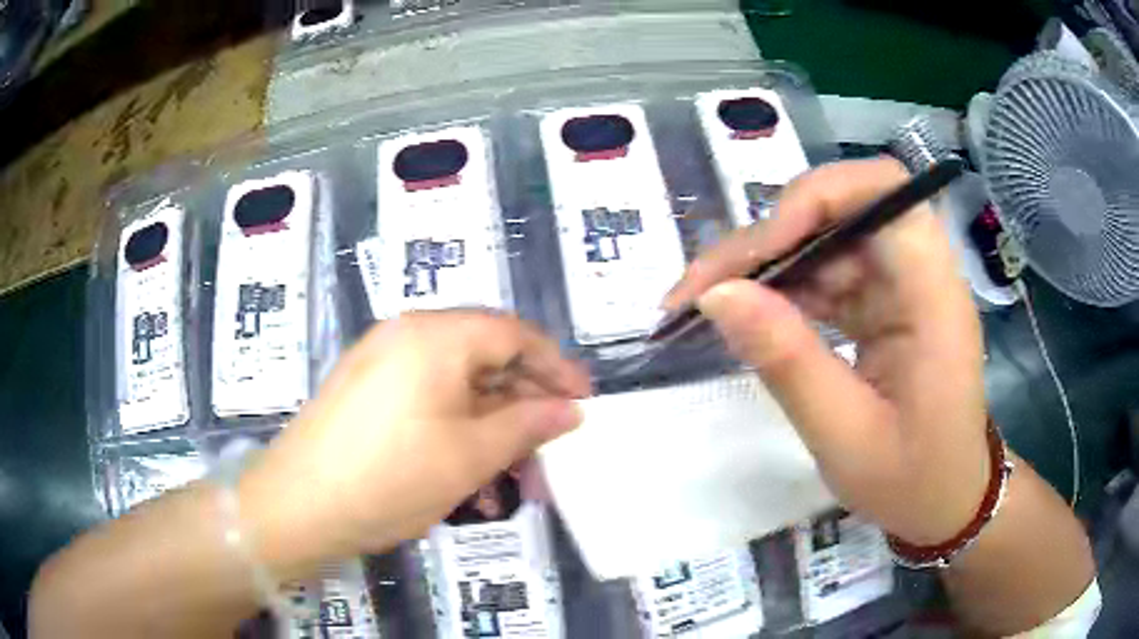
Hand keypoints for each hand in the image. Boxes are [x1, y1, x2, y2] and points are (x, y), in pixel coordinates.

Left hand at [237, 311, 589, 574]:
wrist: (298, 505)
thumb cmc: (390, 478)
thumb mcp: (471, 455)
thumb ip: (528, 425)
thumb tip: (571, 410)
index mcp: (435, 336)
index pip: (514, 333)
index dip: (556, 367)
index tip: (584, 401)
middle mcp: (406, 334)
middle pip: (484, 357)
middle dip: (522, 405)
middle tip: (549, 448)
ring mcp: (380, 361)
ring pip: (455, 385)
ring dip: (489, 428)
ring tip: (509, 479)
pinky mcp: (365, 389)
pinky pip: (425, 399)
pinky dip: (454, 430)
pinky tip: (465, 476)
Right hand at [664, 158, 989, 545]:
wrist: (943, 502)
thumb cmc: (911, 481)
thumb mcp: (845, 437)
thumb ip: (787, 361)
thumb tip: (716, 296)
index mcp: (933, 295)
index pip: (883, 191)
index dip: (816, 199)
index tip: (759, 250)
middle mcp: (919, 272)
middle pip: (842, 208)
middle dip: (770, 236)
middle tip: (704, 286)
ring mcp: (899, 285)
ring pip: (825, 239)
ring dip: (767, 263)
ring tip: (708, 302)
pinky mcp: (882, 303)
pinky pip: (828, 274)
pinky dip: (784, 289)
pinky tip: (750, 316)